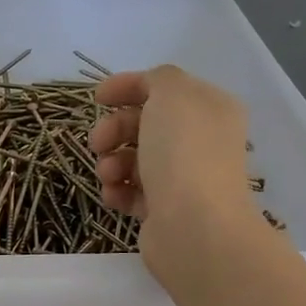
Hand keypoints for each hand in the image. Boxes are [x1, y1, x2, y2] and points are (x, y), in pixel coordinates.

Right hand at [89, 66, 260, 278]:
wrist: (194, 226)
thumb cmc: (183, 153)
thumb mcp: (172, 94)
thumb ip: (158, 79)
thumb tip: (147, 91)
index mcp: (209, 109)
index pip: (163, 88)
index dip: (128, 87)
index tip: (97, 98)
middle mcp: (200, 141)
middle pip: (144, 124)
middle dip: (114, 129)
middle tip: (98, 143)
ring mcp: (185, 178)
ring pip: (134, 159)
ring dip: (111, 162)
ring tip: (108, 175)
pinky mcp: (167, 210)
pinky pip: (132, 192)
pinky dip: (118, 191)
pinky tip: (114, 196)